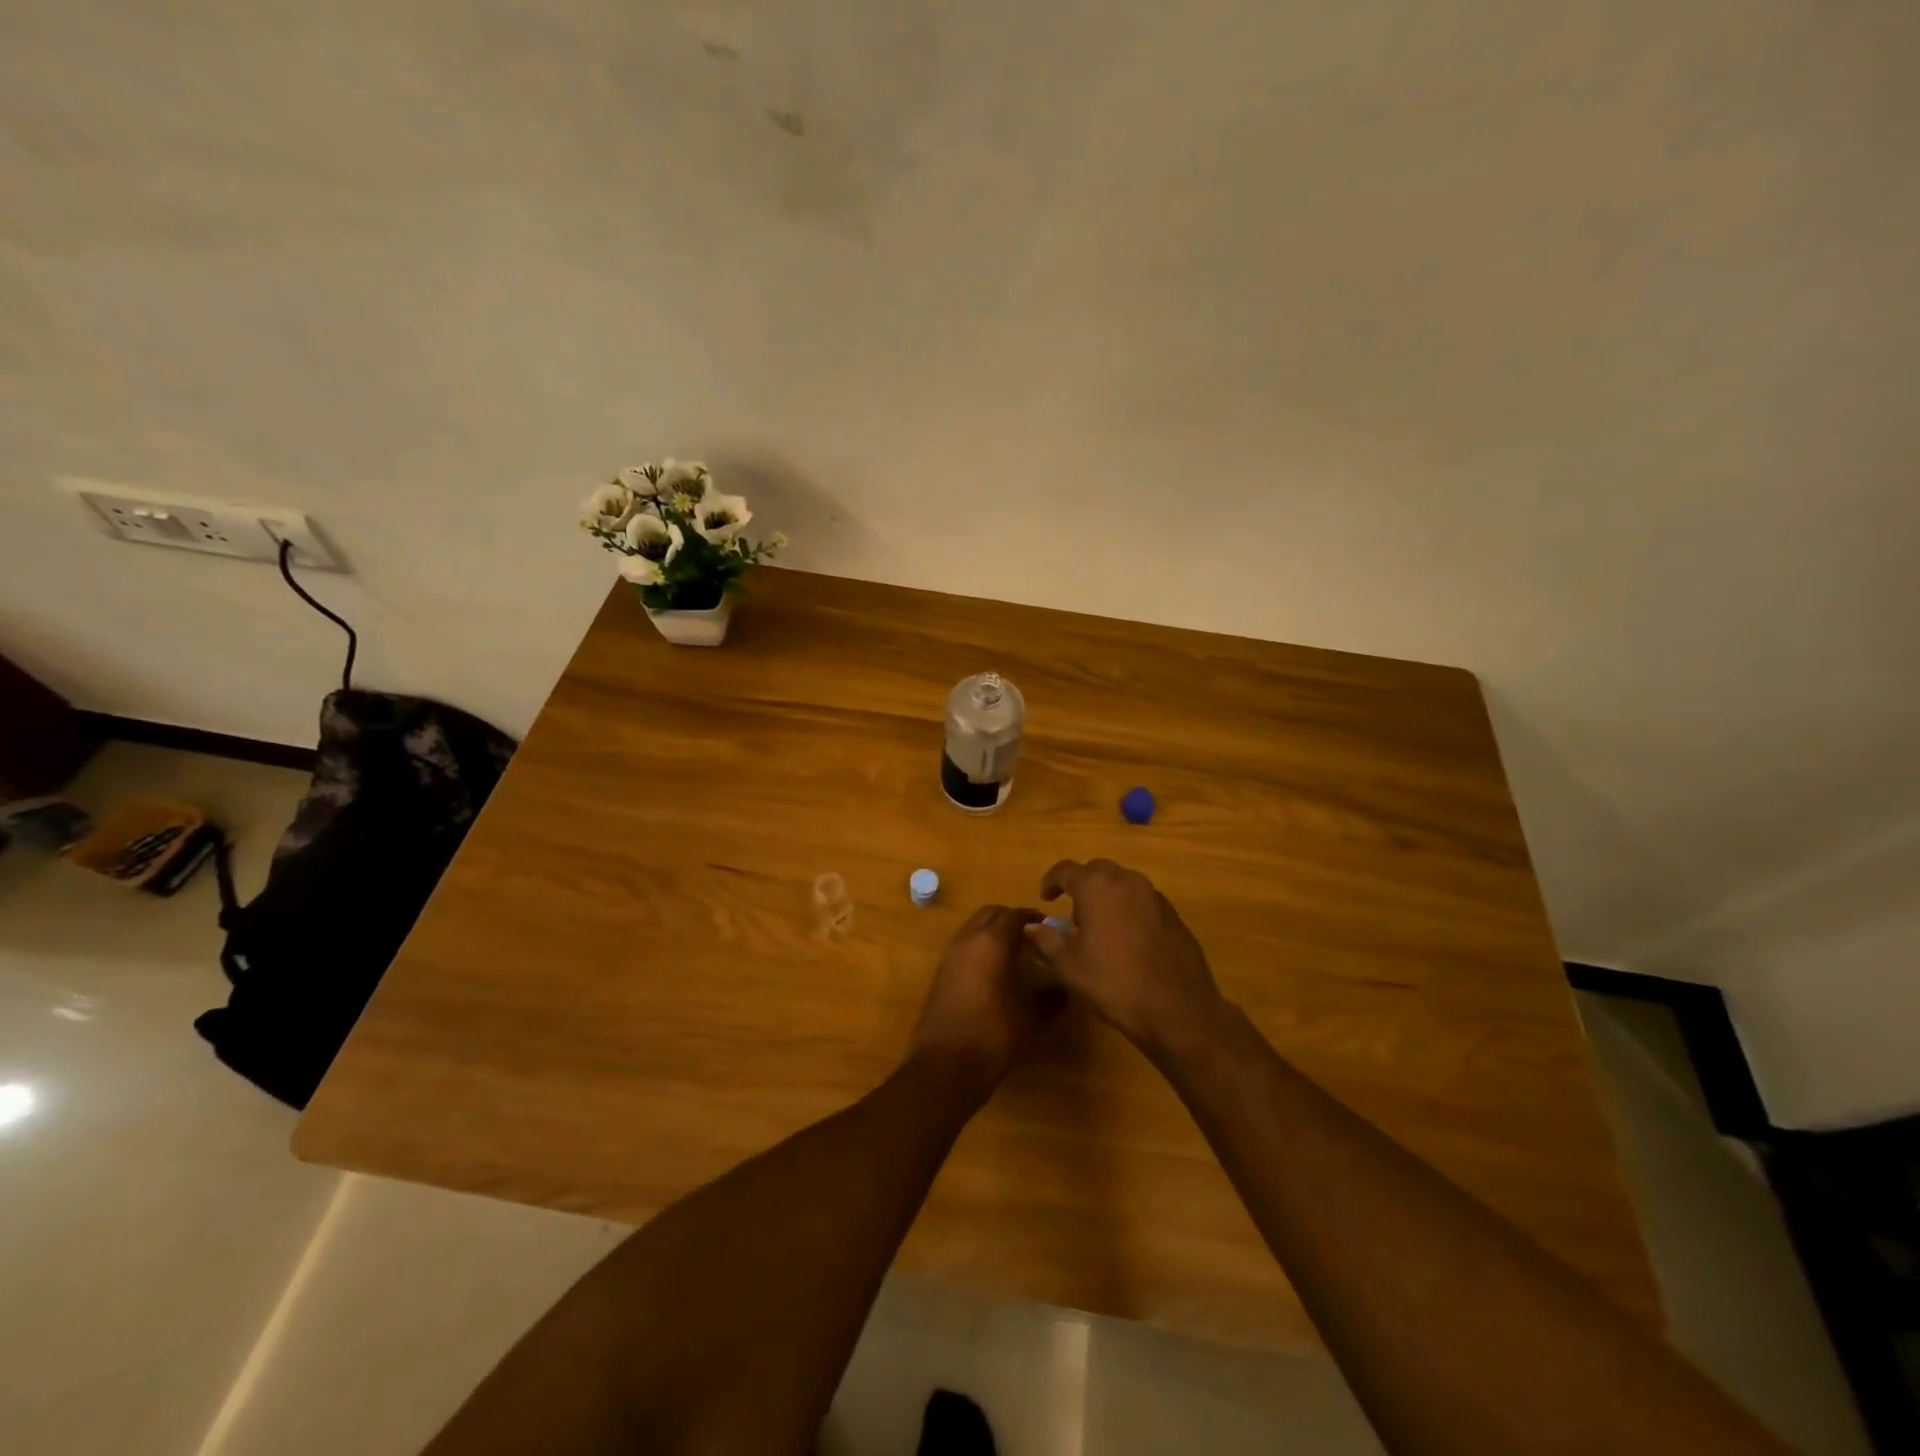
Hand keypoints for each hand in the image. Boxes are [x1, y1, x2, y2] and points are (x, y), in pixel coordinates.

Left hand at [909, 905, 1059, 1099]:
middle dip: (1010, 919)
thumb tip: (1065, 989)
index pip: (1014, 915)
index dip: (1032, 918)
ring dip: (992, 932)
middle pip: (990, 914)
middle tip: (1031, 936)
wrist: (946, 1064)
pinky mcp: (940, 972)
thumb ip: (1050, 998)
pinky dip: (979, 947)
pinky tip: (993, 971)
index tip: (1049, 927)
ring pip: (973, 928)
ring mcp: (950, 955)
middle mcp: (967, 940)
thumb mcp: (1030, 1017)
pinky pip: (963, 945)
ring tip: (1014, 952)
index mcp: (991, 942)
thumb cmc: (994, 1034)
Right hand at [1024, 859, 1227, 1059]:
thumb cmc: (1113, 982)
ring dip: (1108, 897)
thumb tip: (1030, 926)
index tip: (1046, 898)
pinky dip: (1129, 911)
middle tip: (1073, 915)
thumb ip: (1046, 940)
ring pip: (1123, 884)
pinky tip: (1128, 941)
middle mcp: (1127, 881)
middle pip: (1098, 871)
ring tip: (1100, 928)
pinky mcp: (1174, 915)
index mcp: (1097, 886)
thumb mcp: (1069, 965)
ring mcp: (1155, 896)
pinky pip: (1143, 902)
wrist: (1177, 1009)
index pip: (1066, 870)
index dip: (1051, 881)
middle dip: (1082, 886)